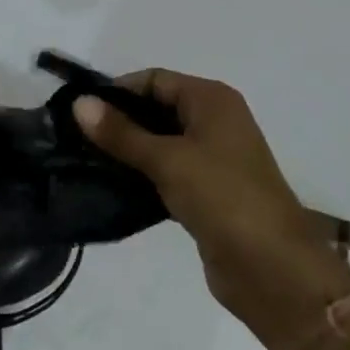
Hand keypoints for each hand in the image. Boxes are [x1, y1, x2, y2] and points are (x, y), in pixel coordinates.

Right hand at [74, 71, 349, 349]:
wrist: (273, 269)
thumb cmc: (223, 197)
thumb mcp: (168, 160)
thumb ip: (122, 133)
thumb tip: (79, 103)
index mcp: (212, 100)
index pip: (155, 80)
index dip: (118, 91)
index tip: (79, 111)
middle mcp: (214, 121)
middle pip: (157, 108)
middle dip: (119, 121)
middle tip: (75, 138)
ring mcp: (213, 158)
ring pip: (160, 143)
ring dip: (128, 151)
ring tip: (85, 162)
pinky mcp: (207, 192)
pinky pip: (167, 172)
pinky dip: (142, 176)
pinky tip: (111, 186)